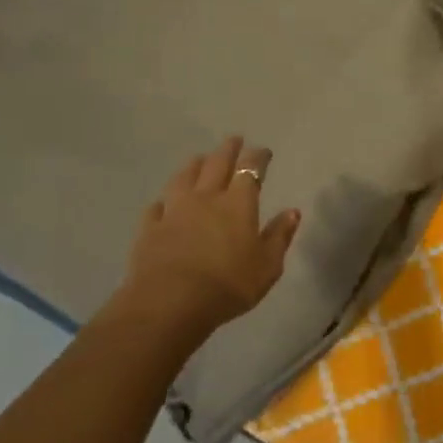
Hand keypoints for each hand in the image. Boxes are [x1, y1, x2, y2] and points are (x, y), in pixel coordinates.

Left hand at [110, 137, 300, 344]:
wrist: (170, 303)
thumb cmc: (228, 285)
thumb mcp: (267, 266)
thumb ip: (280, 236)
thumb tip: (293, 211)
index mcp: (238, 204)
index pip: (250, 169)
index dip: (258, 157)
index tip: (263, 151)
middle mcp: (206, 198)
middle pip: (216, 164)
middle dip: (228, 149)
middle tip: (234, 139)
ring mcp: (174, 211)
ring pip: (184, 178)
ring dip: (194, 165)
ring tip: (199, 159)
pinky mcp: (150, 229)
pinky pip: (156, 207)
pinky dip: (163, 201)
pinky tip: (162, 203)